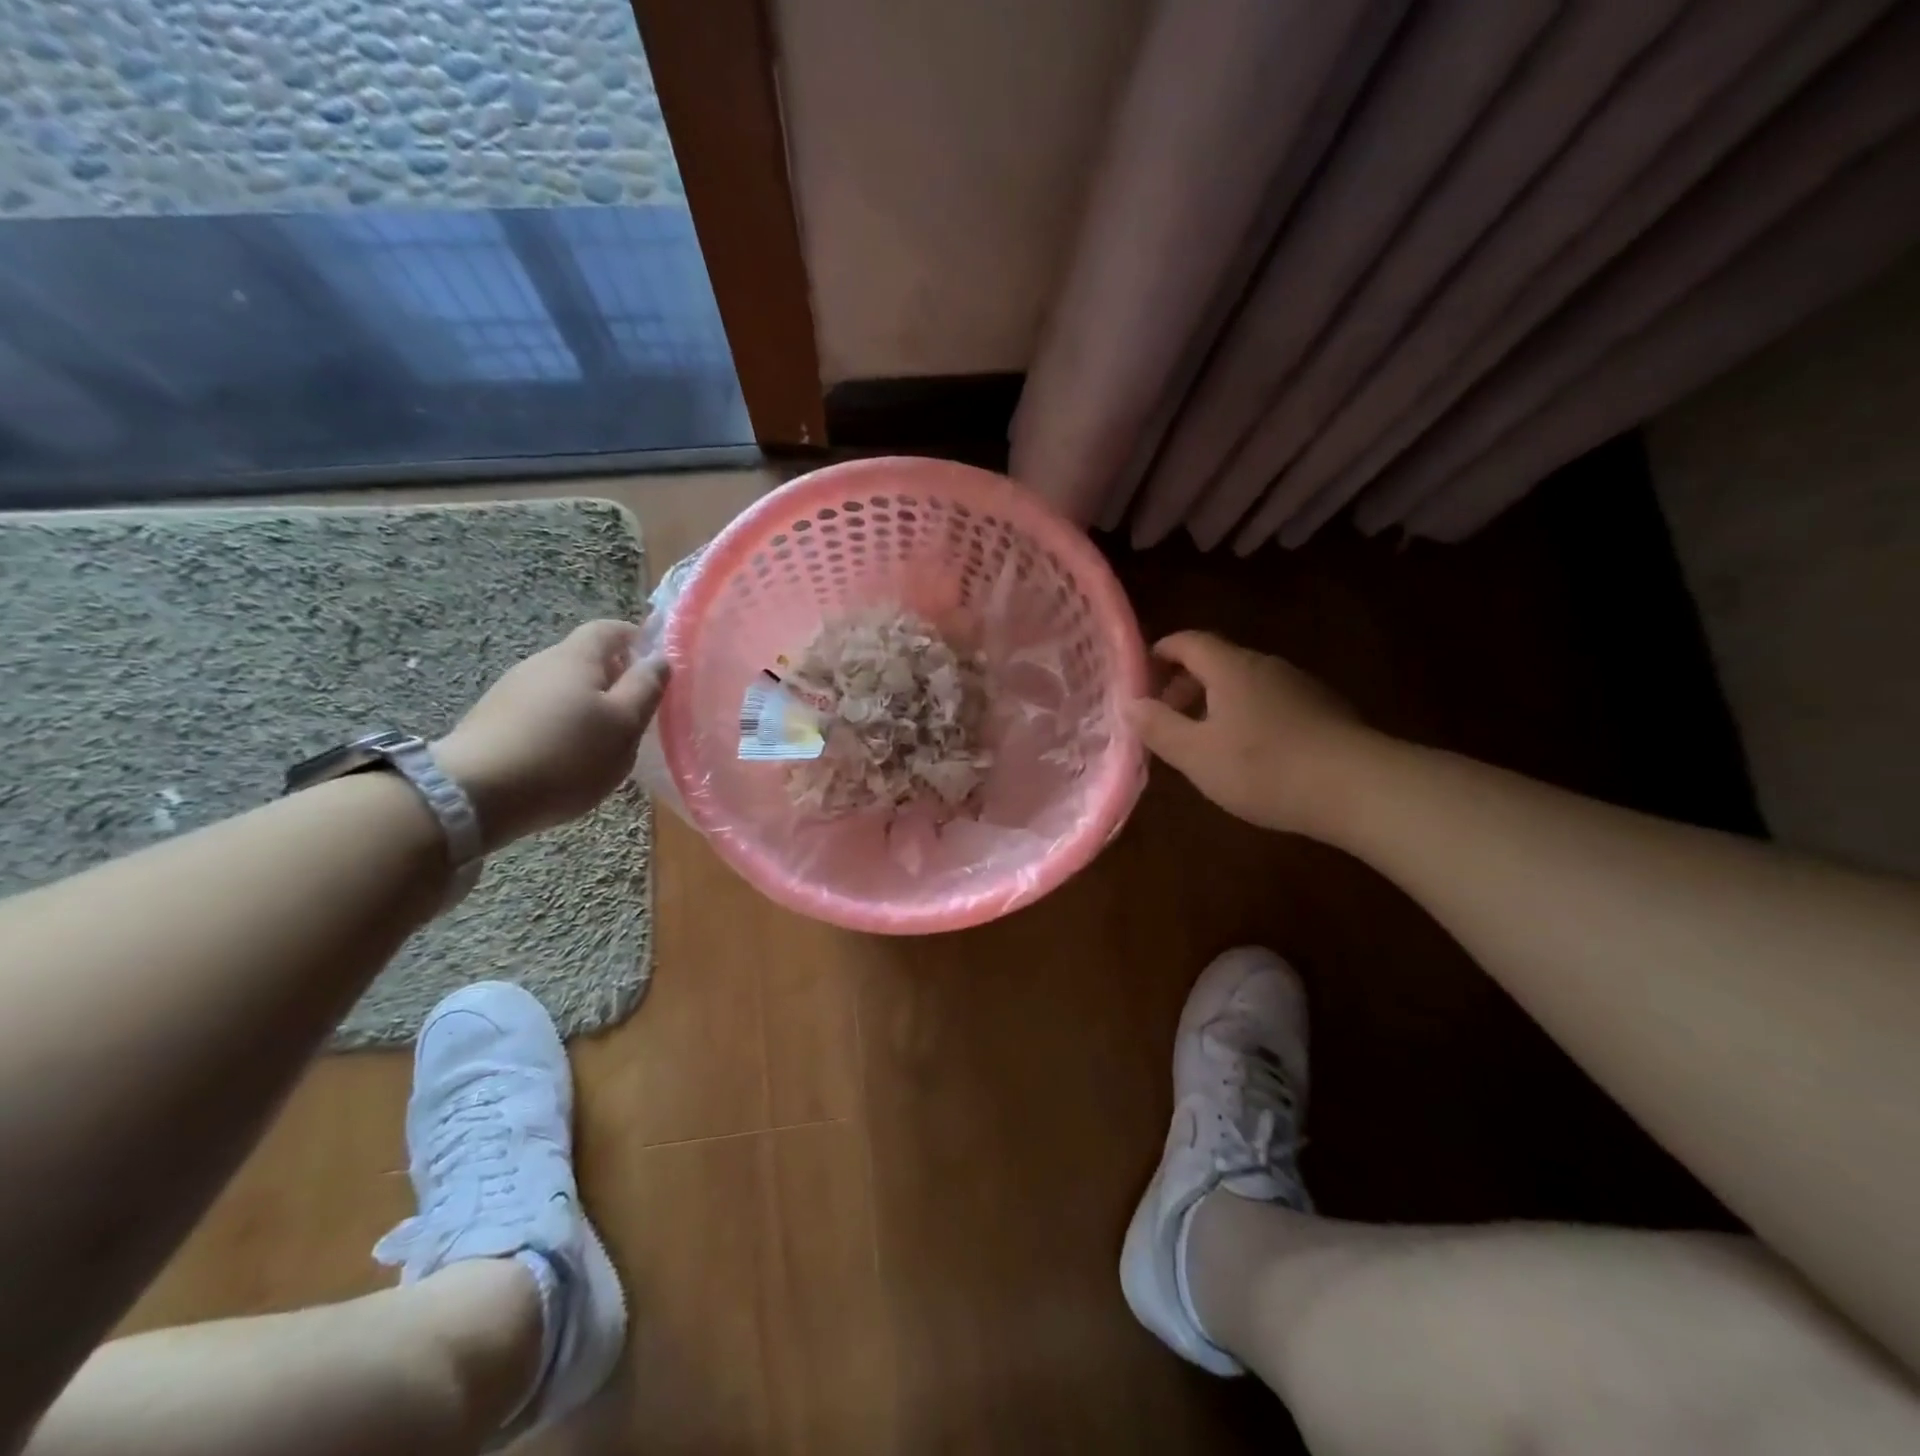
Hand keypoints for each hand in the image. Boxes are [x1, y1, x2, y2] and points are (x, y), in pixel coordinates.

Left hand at [435, 621, 667, 848]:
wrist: (473, 795)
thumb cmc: (565, 755)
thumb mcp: (624, 725)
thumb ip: (646, 688)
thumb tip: (660, 659)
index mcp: (576, 657)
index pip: (609, 629)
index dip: (636, 638)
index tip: (656, 664)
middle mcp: (540, 663)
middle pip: (585, 660)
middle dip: (614, 679)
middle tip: (637, 714)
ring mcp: (511, 692)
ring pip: (563, 689)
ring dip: (588, 706)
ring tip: (603, 743)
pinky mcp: (493, 721)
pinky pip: (540, 713)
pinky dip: (561, 726)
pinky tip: (565, 759)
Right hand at [1124, 631, 1369, 836]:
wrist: (1358, 787)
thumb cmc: (1263, 767)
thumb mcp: (1196, 754)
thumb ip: (1158, 727)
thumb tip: (1128, 703)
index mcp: (1231, 668)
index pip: (1188, 641)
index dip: (1160, 652)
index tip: (1141, 676)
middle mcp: (1266, 666)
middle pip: (1217, 661)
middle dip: (1185, 684)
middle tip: (1166, 718)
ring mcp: (1299, 686)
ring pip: (1245, 683)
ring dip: (1216, 702)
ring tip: (1204, 741)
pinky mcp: (1323, 710)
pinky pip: (1271, 701)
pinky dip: (1247, 715)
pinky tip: (1250, 753)